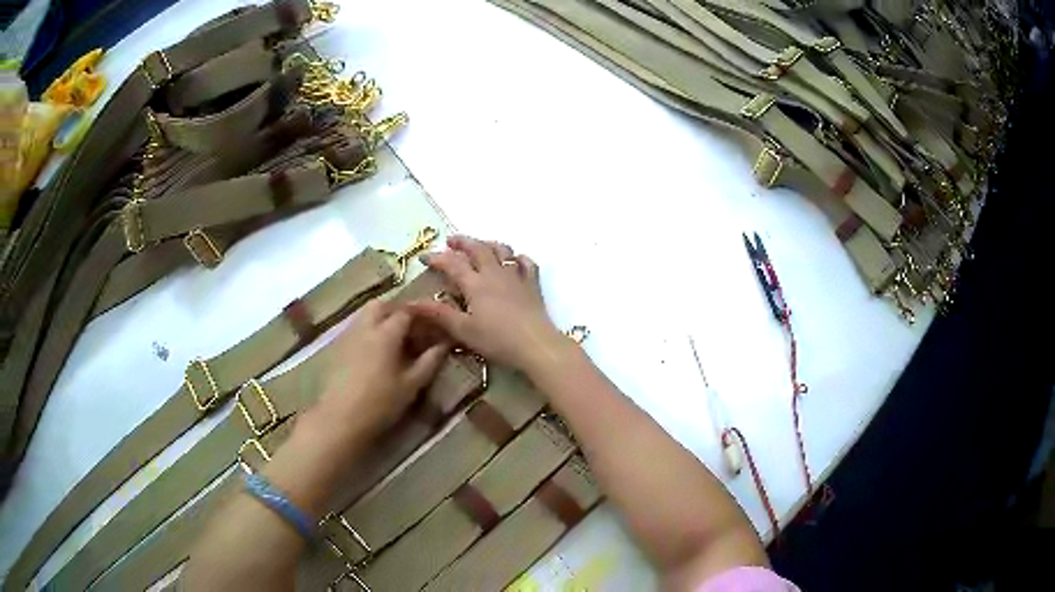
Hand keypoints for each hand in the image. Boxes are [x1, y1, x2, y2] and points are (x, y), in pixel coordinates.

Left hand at [312, 300, 448, 442]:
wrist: (341, 418)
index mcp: (386, 333)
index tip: (433, 326)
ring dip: (381, 319)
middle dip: (397, 310)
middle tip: (412, 328)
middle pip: (381, 305)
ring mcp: (348, 336)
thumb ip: (430, 361)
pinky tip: (375, 352)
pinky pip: (355, 328)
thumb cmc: (381, 403)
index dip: (422, 315)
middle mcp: (365, 327)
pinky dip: (368, 331)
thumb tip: (444, 344)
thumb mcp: (412, 385)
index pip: (407, 312)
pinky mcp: (337, 348)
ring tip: (394, 340)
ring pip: (365, 314)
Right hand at [406, 235, 568, 373]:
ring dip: (487, 244)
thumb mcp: (463, 330)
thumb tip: (410, 302)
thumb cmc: (497, 340)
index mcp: (475, 284)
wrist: (536, 345)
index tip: (423, 258)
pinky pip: (526, 262)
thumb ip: (439, 314)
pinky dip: (517, 257)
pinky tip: (513, 261)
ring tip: (479, 245)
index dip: (437, 258)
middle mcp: (495, 273)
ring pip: (502, 250)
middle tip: (450, 241)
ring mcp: (516, 276)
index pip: (452, 263)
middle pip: (477, 248)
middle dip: (462, 242)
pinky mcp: (533, 284)